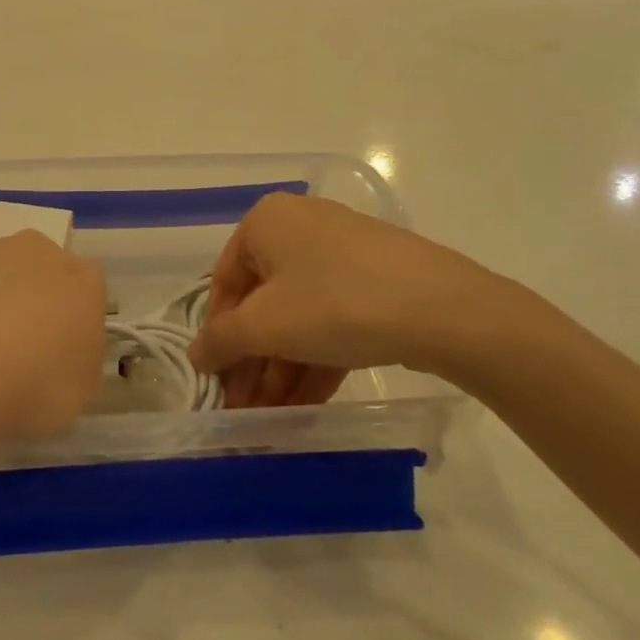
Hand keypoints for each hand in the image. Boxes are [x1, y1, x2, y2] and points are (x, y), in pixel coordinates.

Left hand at [0, 230, 108, 449]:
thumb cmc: (26, 387)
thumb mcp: (76, 395)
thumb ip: (77, 364)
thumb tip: (62, 355)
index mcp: (79, 281)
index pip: (89, 288)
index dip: (73, 319)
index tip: (58, 353)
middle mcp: (32, 251)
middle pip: (36, 270)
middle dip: (28, 299)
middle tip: (11, 349)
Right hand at [188, 193, 546, 405]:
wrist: (443, 308)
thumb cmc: (334, 303)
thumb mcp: (265, 325)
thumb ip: (221, 341)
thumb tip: (196, 355)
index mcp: (267, 221)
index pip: (225, 282)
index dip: (218, 335)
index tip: (216, 380)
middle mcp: (301, 227)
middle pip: (263, 303)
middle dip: (253, 361)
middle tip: (244, 407)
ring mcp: (342, 253)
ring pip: (298, 316)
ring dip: (280, 368)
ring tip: (271, 417)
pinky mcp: (375, 281)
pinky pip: (331, 319)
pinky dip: (314, 359)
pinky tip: (305, 405)